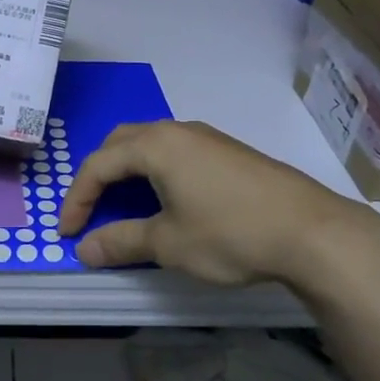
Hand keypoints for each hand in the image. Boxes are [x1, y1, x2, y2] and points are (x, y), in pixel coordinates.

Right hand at [56, 119, 379, 289]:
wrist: (312, 231)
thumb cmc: (230, 234)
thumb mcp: (169, 244)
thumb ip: (122, 242)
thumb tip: (84, 250)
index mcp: (156, 145)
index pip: (98, 164)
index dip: (77, 198)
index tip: (67, 233)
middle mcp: (178, 130)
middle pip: (122, 143)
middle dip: (99, 174)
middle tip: (91, 208)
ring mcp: (208, 138)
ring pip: (152, 144)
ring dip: (129, 171)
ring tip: (126, 205)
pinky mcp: (231, 153)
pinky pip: (178, 153)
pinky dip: (158, 172)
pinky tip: (170, 201)